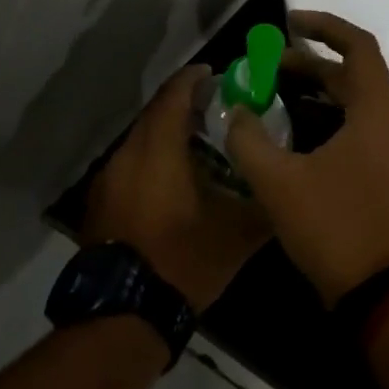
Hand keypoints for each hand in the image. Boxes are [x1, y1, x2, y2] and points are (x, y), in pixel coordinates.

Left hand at [83, 64, 269, 312]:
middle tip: (219, 109)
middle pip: (155, 115)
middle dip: (185, 106)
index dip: (194, 79)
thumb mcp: (236, 234)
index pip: (173, 96)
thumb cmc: (182, 261)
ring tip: (203, 145)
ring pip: (142, 141)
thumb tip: (286, 187)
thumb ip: (264, 203)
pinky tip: (178, 180)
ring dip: (169, 135)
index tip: (217, 74)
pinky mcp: (102, 204)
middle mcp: (127, 156)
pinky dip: (155, 159)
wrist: (123, 315)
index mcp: (157, 151)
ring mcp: (109, 181)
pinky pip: (132, 165)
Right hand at [226, 11, 388, 308]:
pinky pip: (358, 125)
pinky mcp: (387, 170)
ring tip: (274, 91)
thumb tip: (234, 110)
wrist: (379, 292)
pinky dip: (328, 116)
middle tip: (267, 65)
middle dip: (310, 62)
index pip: (358, 46)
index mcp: (377, 111)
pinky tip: (293, 131)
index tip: (288, 23)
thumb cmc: (333, 227)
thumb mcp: (279, 182)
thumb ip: (249, 139)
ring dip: (318, 90)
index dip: (324, 26)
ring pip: (355, 101)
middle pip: (354, 73)